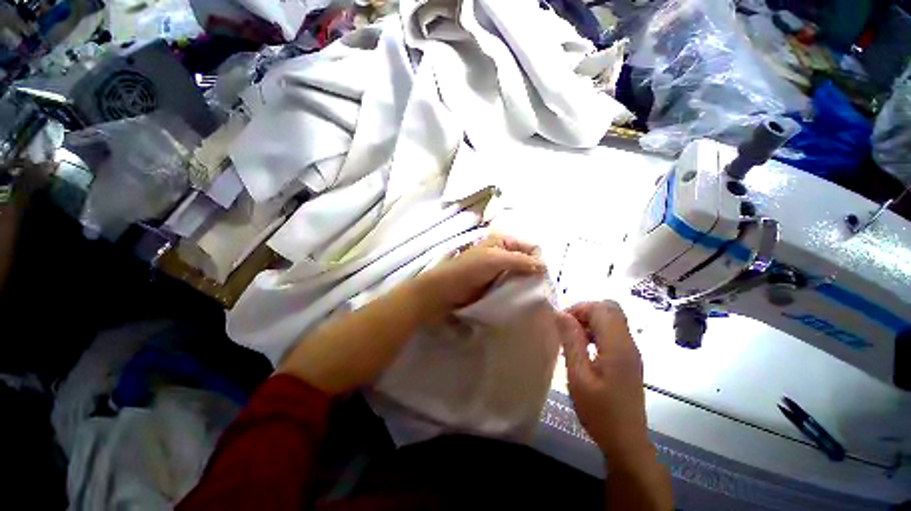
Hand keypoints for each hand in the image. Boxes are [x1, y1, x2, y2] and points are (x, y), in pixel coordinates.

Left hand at [413, 234, 544, 318]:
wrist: (444, 292)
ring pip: (520, 275)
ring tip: (534, 297)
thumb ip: (520, 260)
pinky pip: (512, 286)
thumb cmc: (468, 270)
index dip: (537, 260)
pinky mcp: (494, 285)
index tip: (543, 277)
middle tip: (541, 290)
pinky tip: (523, 300)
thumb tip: (545, 265)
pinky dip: (518, 291)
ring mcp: (498, 270)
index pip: (530, 247)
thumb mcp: (495, 260)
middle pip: (526, 261)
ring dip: (527, 284)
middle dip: (534, 273)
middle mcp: (502, 254)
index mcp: (502, 242)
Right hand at [556, 301, 651, 463]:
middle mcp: (629, 343)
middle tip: (567, 328)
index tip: (561, 323)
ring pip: (612, 320)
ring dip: (590, 321)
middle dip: (585, 311)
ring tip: (572, 339)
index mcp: (618, 346)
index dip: (580, 308)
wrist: (626, 442)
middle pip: (610, 309)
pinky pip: (612, 333)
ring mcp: (631, 351)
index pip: (602, 308)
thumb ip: (571, 341)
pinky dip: (596, 332)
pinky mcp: (629, 359)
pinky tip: (583, 350)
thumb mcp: (579, 376)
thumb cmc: (600, 411)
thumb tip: (560, 314)